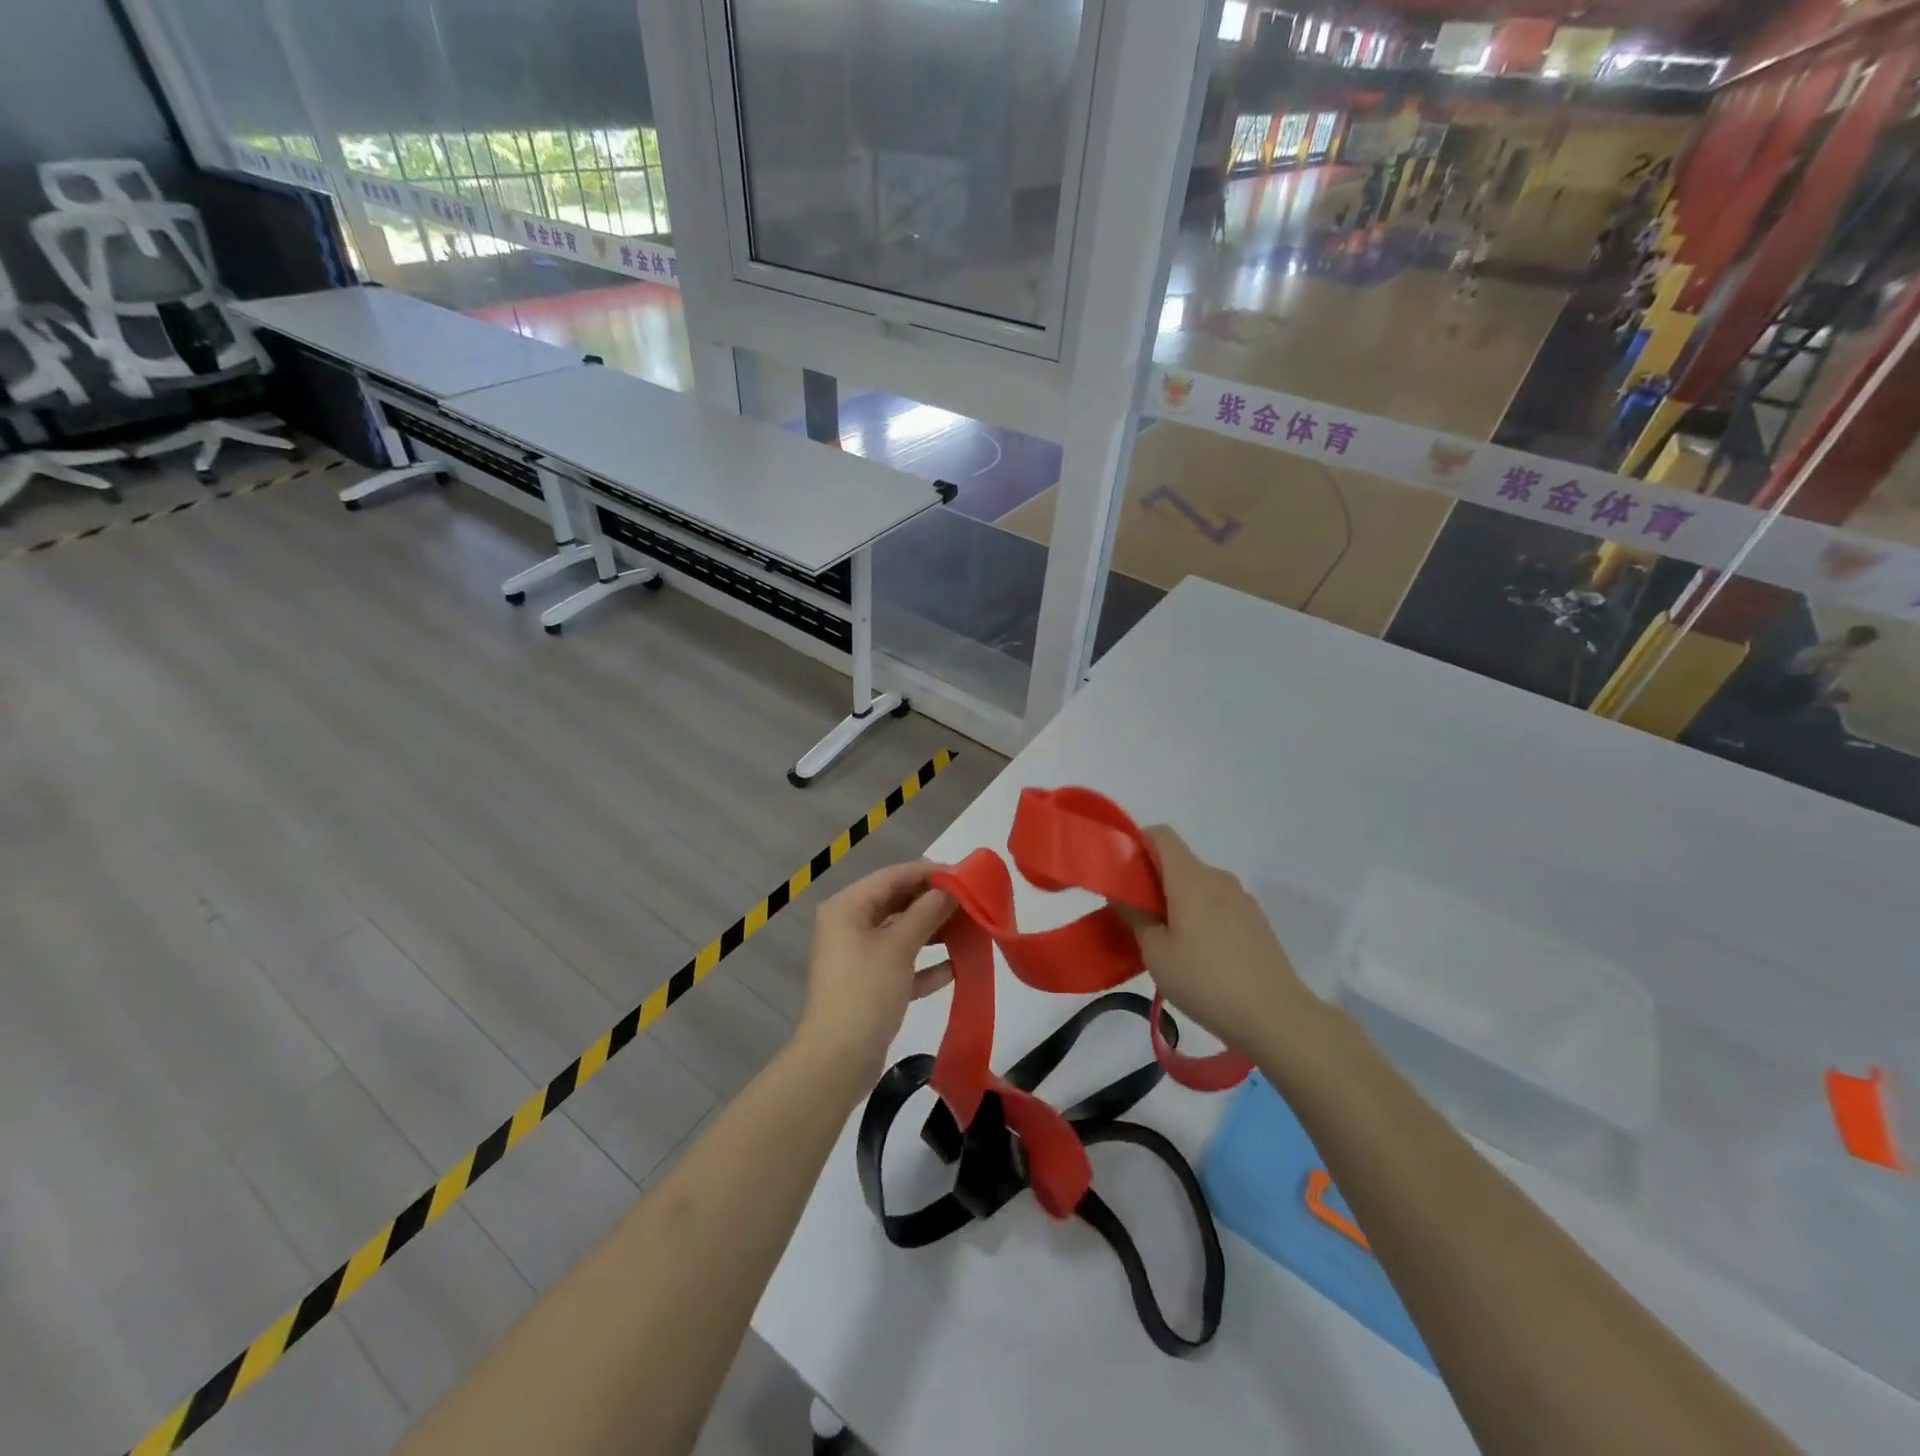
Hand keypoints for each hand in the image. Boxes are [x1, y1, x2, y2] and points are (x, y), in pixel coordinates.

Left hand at [797, 861, 955, 1082]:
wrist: (838, 1060)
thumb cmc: (866, 991)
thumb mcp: (899, 946)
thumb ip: (927, 912)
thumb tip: (951, 888)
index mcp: (848, 907)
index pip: (893, 876)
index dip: (929, 872)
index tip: (965, 875)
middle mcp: (850, 925)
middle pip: (897, 902)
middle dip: (934, 902)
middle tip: (973, 902)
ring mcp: (858, 956)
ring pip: (902, 933)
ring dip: (934, 932)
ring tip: (971, 930)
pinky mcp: (870, 985)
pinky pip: (902, 964)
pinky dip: (926, 964)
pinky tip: (957, 968)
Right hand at [1122, 827, 1317, 1061]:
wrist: (1276, 1017)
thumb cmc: (1206, 980)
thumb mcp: (1155, 952)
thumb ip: (1134, 915)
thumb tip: (1121, 891)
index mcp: (1191, 877)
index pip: (1160, 835)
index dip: (1136, 844)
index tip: (1121, 875)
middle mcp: (1218, 878)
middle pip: (1178, 863)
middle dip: (1152, 882)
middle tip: (1134, 918)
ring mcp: (1242, 900)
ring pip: (1198, 887)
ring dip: (1177, 903)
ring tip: (1166, 945)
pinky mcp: (1256, 922)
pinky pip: (1217, 906)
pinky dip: (1200, 917)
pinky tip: (1198, 958)